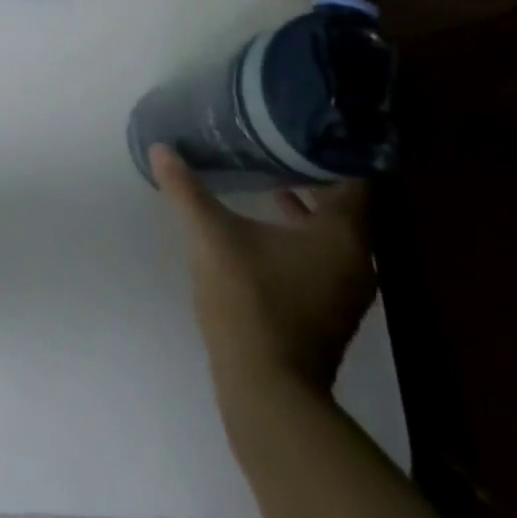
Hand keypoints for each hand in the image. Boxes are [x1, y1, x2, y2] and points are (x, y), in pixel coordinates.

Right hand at [151, 145, 376, 448]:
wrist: (267, 392)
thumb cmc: (249, 300)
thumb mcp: (211, 235)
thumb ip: (186, 189)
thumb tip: (160, 148)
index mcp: (342, 236)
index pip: (352, 177)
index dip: (329, 148)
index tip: (301, 125)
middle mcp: (356, 261)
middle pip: (343, 205)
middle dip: (311, 174)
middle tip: (276, 143)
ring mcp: (344, 292)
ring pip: (332, 233)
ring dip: (305, 207)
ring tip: (268, 178)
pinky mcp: (328, 312)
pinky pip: (322, 257)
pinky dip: (300, 235)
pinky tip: (263, 228)